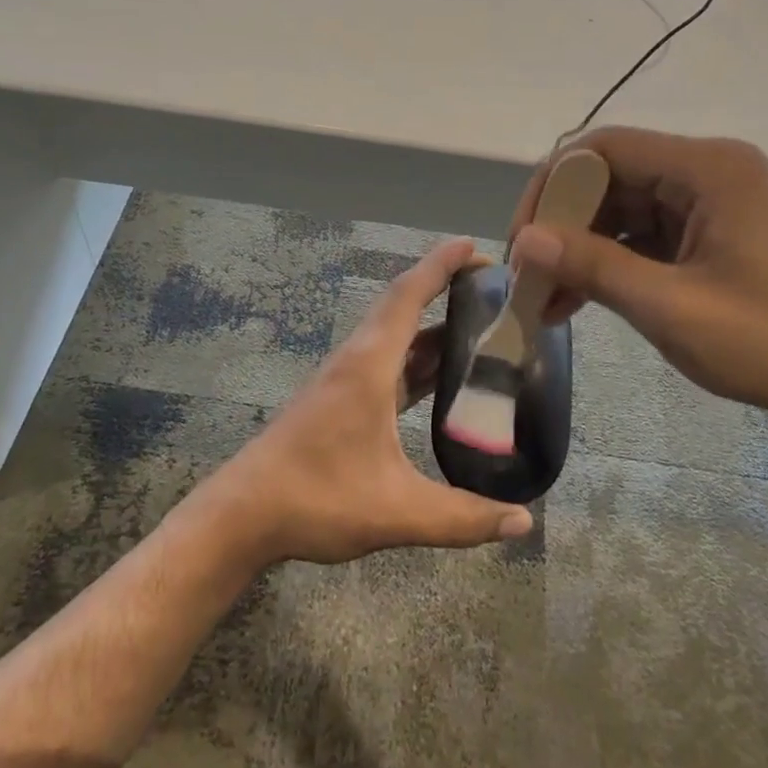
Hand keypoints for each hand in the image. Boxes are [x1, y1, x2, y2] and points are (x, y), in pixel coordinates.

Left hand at [205, 238, 534, 565]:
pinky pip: (388, 361)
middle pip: (403, 305)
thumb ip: (462, 517)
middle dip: (443, 286)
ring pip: (395, 335)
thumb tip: (524, 522)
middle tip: (489, 286)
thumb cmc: (317, 499)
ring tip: (479, 325)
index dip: (440, 265)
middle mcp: (358, 360)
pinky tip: (442, 376)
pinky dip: (418, 356)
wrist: (244, 515)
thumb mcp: (396, 512)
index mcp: (369, 365)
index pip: (408, 296)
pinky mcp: (341, 399)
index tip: (473, 245)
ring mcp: (346, 378)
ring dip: (432, 323)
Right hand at [508, 128, 767, 429]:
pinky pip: (647, 231)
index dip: (550, 188)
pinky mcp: (715, 229)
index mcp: (708, 168)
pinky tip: (581, 300)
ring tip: (548, 300)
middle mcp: (709, 169)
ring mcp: (713, 199)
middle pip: (610, 176)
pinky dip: (612, 261)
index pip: (602, 148)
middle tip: (530, 277)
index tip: (523, 242)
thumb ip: (595, 267)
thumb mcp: (673, 309)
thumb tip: (525, 242)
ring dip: (582, 248)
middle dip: (563, 225)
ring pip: (623, 207)